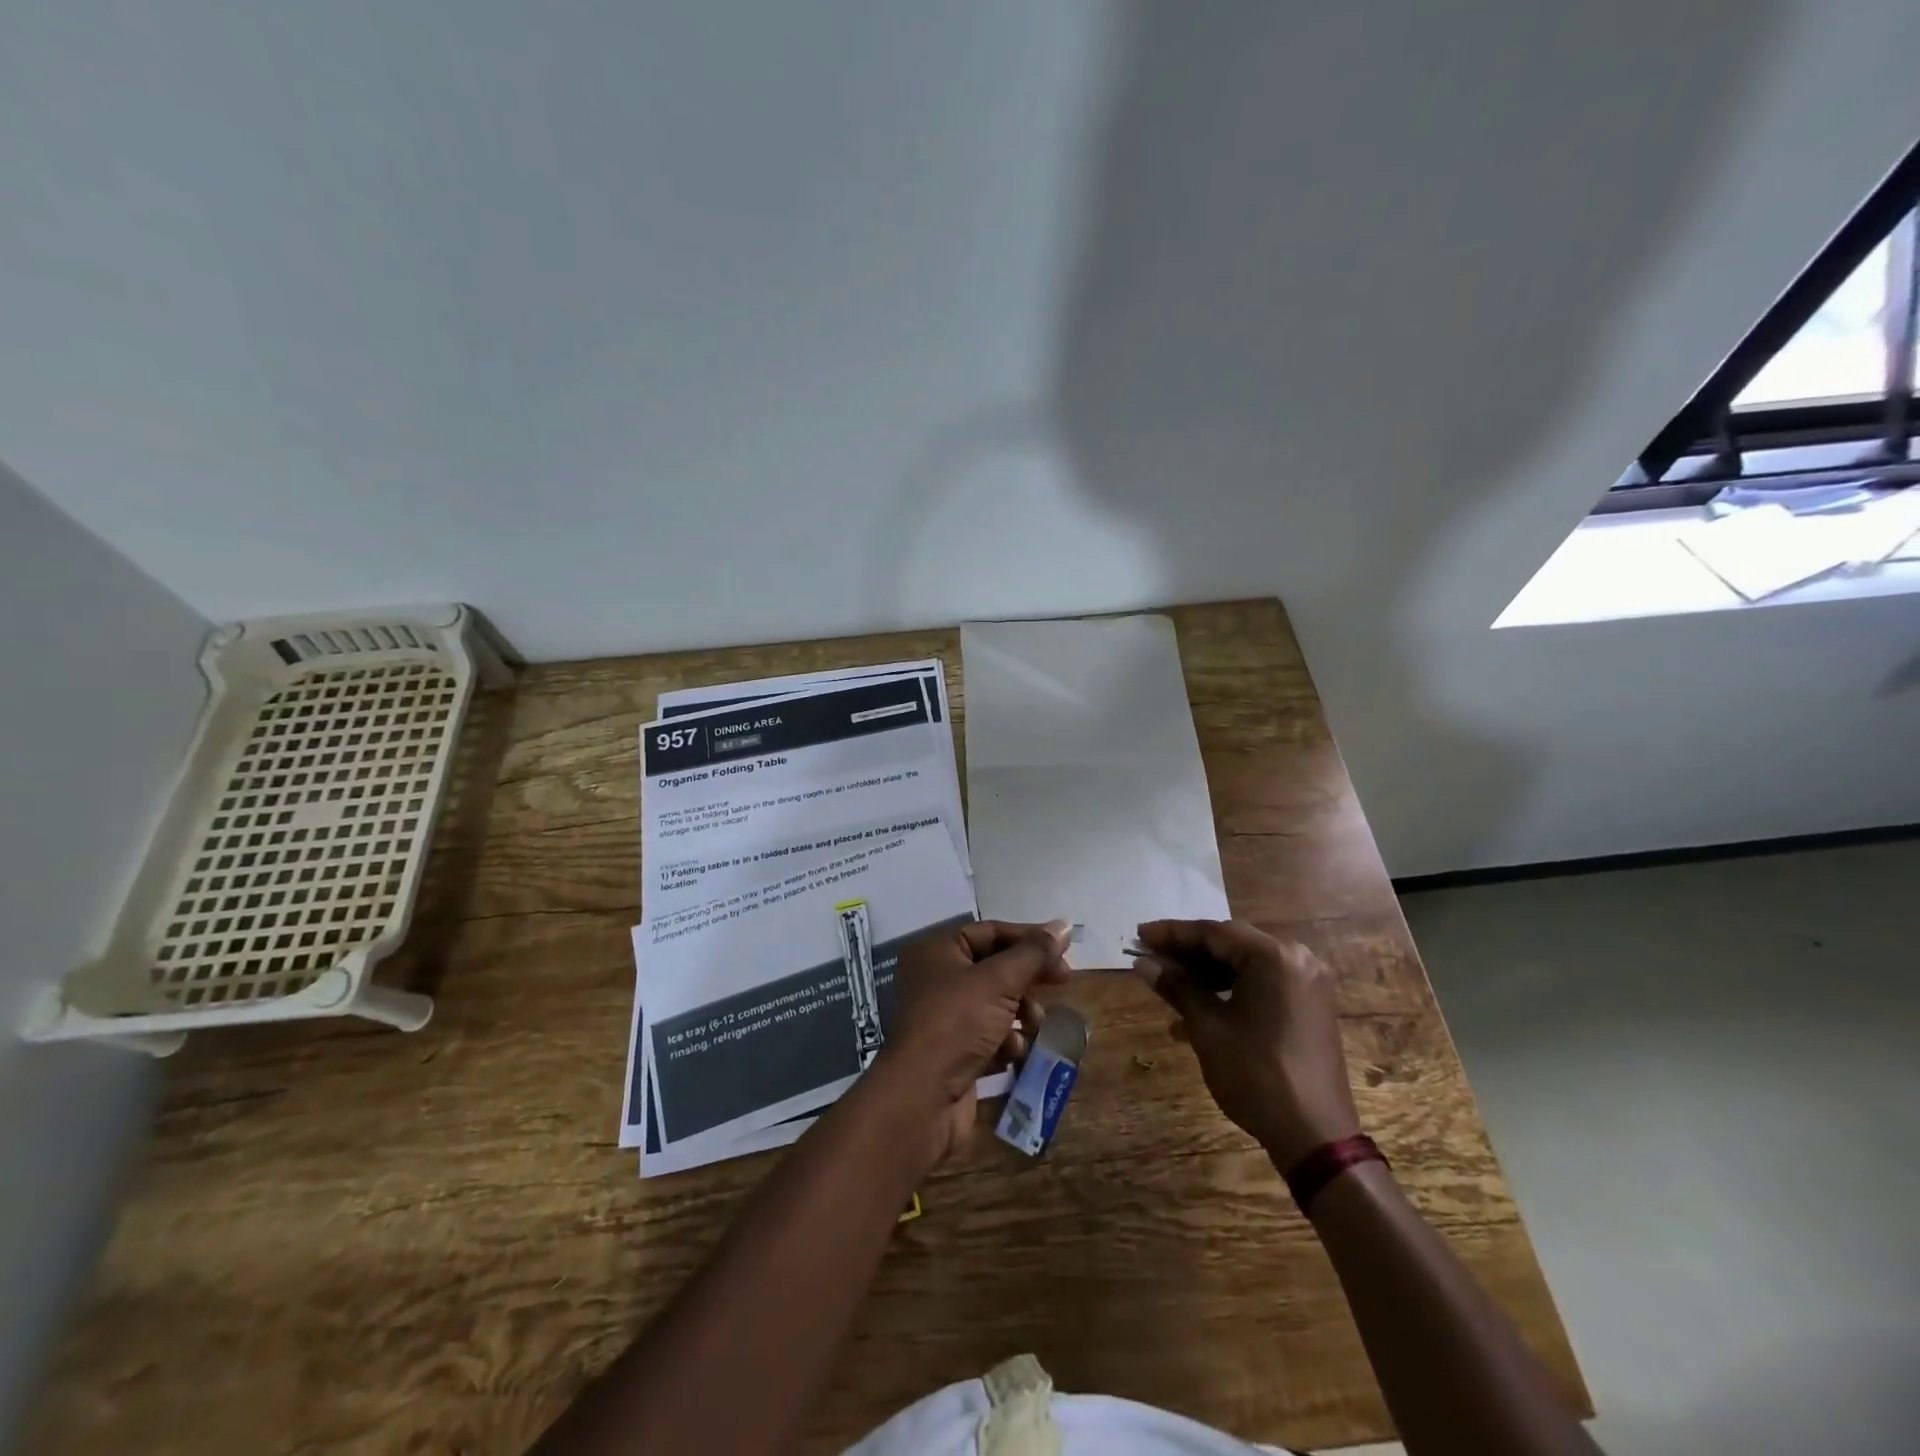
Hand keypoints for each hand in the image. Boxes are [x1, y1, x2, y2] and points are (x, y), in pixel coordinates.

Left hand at [876, 919, 1071, 1161]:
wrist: (923, 1097)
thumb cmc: (958, 1023)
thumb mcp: (1000, 981)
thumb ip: (1034, 953)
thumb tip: (1064, 926)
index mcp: (937, 950)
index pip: (990, 932)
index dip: (1029, 938)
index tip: (1065, 950)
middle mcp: (936, 978)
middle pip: (995, 967)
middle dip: (1027, 978)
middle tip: (1063, 982)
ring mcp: (943, 1017)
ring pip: (995, 1003)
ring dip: (1021, 1012)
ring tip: (1036, 1023)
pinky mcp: (953, 1051)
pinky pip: (989, 1035)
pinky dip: (1006, 1040)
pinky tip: (1014, 1051)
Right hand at [1135, 919, 1360, 1168]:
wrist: (1315, 1137)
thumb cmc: (1257, 1074)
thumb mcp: (1208, 1027)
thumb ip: (1176, 986)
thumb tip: (1143, 963)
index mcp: (1274, 957)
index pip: (1214, 932)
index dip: (1172, 934)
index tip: (1139, 935)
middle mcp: (1296, 960)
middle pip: (1230, 945)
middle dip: (1187, 953)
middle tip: (1148, 957)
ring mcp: (1305, 985)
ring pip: (1243, 967)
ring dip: (1204, 975)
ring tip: (1166, 986)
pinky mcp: (1307, 1007)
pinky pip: (1259, 986)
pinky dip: (1227, 993)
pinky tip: (1194, 1015)